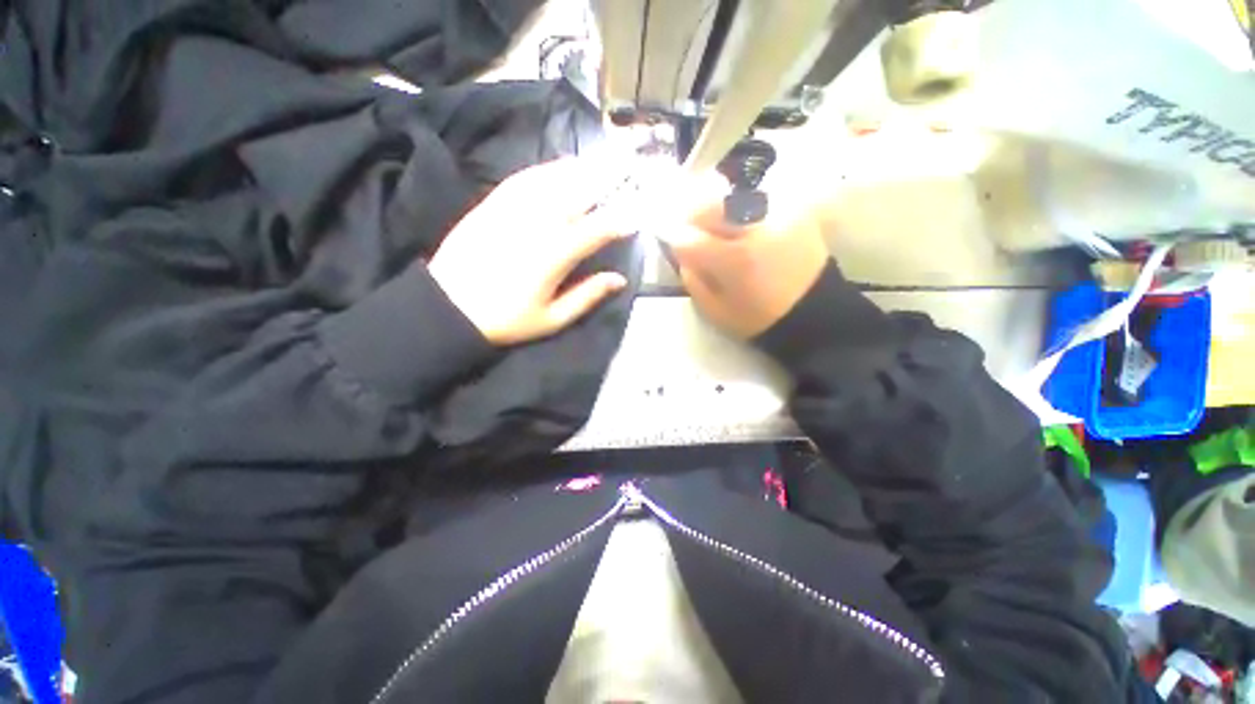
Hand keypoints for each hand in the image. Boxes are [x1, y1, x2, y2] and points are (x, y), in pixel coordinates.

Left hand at [429, 159, 631, 345]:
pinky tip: (558, 166)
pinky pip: (523, 179)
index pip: (597, 229)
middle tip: (626, 167)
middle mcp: (537, 224)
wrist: (449, 306)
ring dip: (579, 169)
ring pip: (552, 180)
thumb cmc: (507, 319)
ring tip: (599, 161)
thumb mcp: (553, 318)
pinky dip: (545, 169)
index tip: (637, 215)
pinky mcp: (492, 204)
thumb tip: (619, 279)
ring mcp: (512, 209)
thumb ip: (588, 296)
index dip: (620, 220)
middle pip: (577, 194)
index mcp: (555, 254)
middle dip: (605, 179)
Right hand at [665, 198, 830, 338]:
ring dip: (713, 203)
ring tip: (710, 219)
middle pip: (710, 203)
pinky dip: (738, 204)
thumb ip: (692, 277)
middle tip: (685, 223)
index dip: (672, 236)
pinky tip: (736, 219)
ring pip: (733, 193)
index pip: (689, 238)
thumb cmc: (759, 318)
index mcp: (736, 260)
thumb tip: (682, 249)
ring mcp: (779, 213)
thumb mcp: (715, 310)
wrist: (813, 312)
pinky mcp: (793, 209)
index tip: (665, 236)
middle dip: (690, 211)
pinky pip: (756, 195)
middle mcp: (757, 228)